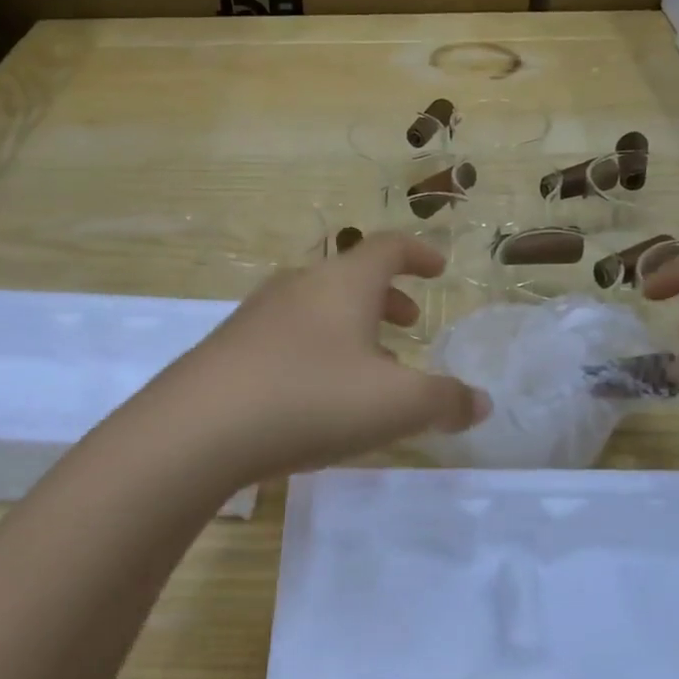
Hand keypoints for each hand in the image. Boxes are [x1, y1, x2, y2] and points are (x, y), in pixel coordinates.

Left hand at [156, 233, 490, 482]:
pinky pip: (287, 337)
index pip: (388, 248)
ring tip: (369, 367)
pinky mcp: (229, 349)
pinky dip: (316, 351)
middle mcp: (299, 287)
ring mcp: (257, 316)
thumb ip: (445, 402)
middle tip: (410, 323)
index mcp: (343, 284)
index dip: (419, 254)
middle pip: (350, 278)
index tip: (439, 268)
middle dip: (387, 298)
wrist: (198, 429)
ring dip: (351, 328)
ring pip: (317, 309)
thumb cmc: (311, 400)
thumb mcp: (395, 405)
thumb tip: (480, 403)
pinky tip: (316, 394)